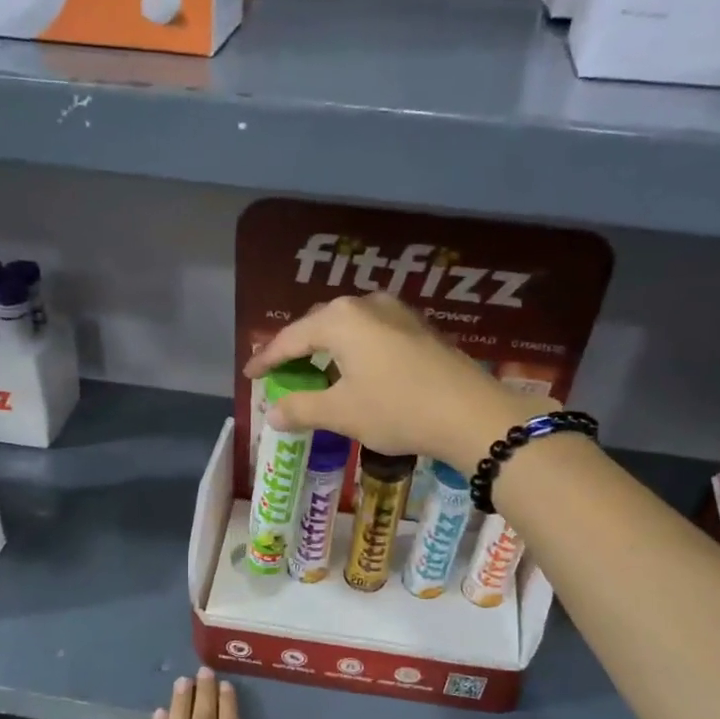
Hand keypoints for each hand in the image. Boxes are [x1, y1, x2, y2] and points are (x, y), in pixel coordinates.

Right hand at [242, 294, 552, 471]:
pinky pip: (372, 335)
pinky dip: (354, 352)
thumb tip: (272, 413)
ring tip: (315, 372)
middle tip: (280, 372)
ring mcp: (397, 313)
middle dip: (297, 350)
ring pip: (348, 329)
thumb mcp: (342, 413)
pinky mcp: (419, 329)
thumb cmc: (397, 409)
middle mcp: (366, 305)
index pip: (290, 338)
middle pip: (319, 326)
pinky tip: (355, 371)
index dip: (266, 359)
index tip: (249, 375)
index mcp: (340, 320)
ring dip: (327, 350)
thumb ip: (301, 408)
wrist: (470, 413)